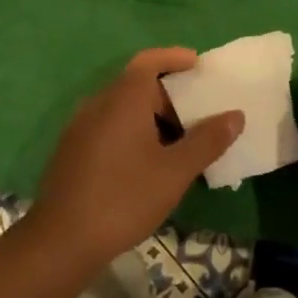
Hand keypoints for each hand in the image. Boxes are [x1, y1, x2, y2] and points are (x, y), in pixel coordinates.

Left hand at [28, 47, 243, 263]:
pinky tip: (149, 164)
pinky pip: (108, 127)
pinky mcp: (72, 151)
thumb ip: (207, 141)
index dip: (173, 57)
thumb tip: (235, 115)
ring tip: (180, 144)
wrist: (62, 239)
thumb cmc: (124, 198)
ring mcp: (80, 128)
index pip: (148, 61)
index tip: (198, 64)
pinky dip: (133, 132)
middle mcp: (97, 104)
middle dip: (169, 96)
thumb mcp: (175, 172)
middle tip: (199, 118)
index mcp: (122, 100)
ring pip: (122, 109)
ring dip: (152, 118)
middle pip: (136, 86)